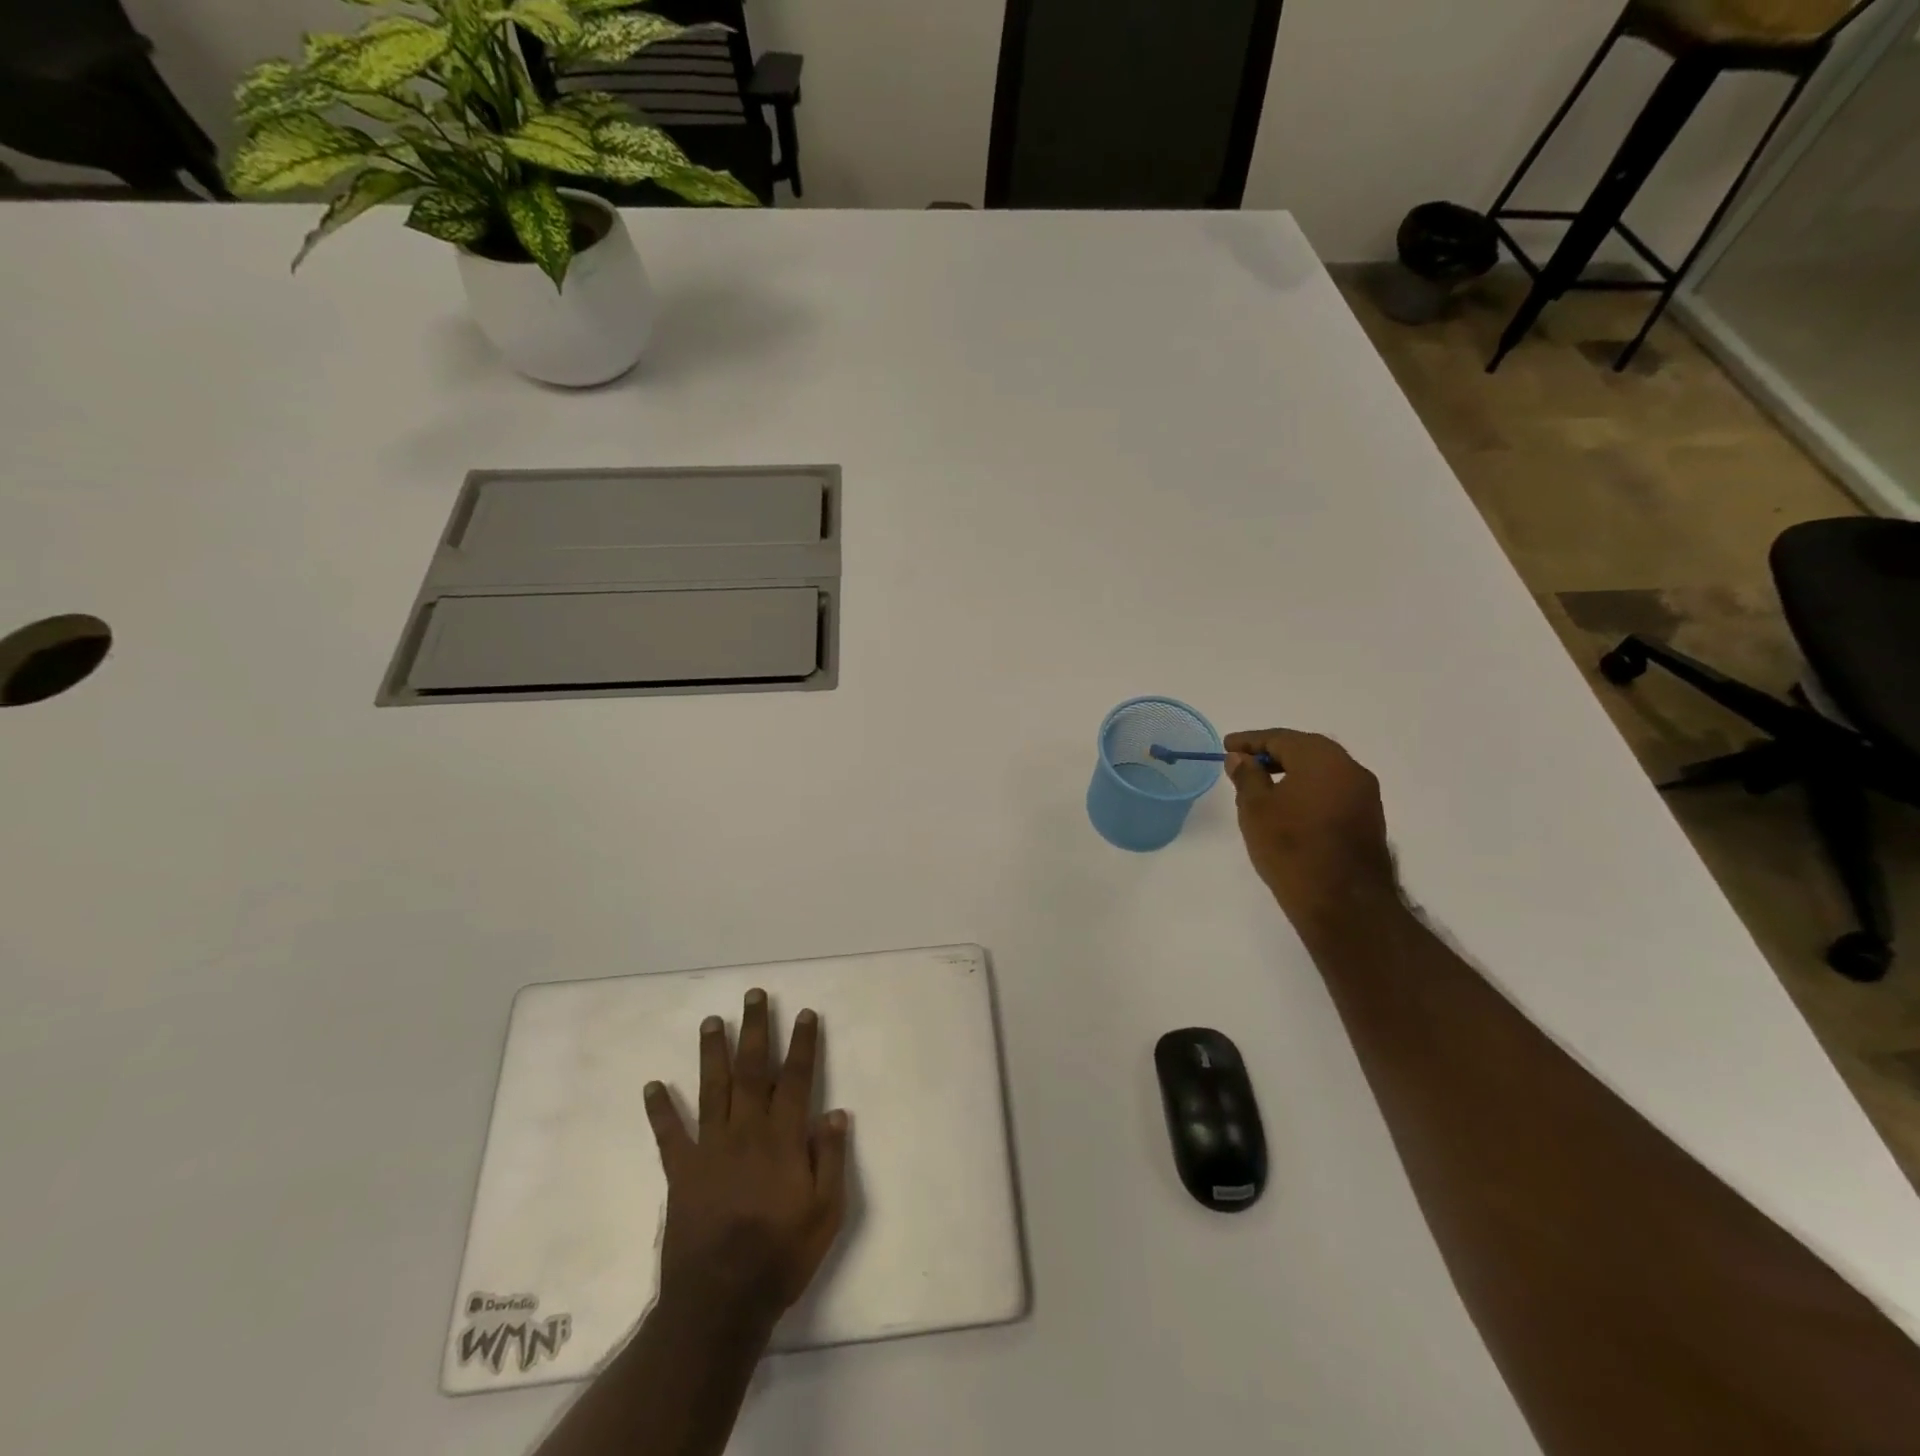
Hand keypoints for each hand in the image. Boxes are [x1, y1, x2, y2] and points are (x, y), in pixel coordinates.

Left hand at [644, 989, 850, 1330]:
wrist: (720, 1303)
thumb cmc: (780, 1257)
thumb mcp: (825, 1214)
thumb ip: (830, 1160)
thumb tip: (836, 1112)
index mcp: (782, 1140)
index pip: (795, 1079)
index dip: (801, 1044)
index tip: (804, 1013)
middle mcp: (746, 1132)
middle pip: (752, 1070)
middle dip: (755, 1029)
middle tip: (753, 995)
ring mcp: (710, 1149)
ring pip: (713, 1088)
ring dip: (713, 1052)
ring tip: (712, 1021)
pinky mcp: (681, 1172)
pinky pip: (669, 1134)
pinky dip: (660, 1109)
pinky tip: (652, 1085)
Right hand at [1224, 728, 1399, 930]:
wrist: (1344, 903)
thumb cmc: (1292, 848)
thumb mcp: (1256, 809)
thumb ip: (1247, 777)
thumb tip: (1240, 759)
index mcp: (1322, 759)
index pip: (1281, 738)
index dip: (1250, 741)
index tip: (1227, 747)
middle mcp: (1350, 769)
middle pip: (1306, 750)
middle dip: (1273, 753)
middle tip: (1243, 762)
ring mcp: (1365, 795)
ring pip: (1322, 771)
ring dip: (1292, 772)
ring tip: (1262, 785)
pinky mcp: (1368, 819)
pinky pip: (1332, 790)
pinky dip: (1308, 789)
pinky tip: (1289, 806)